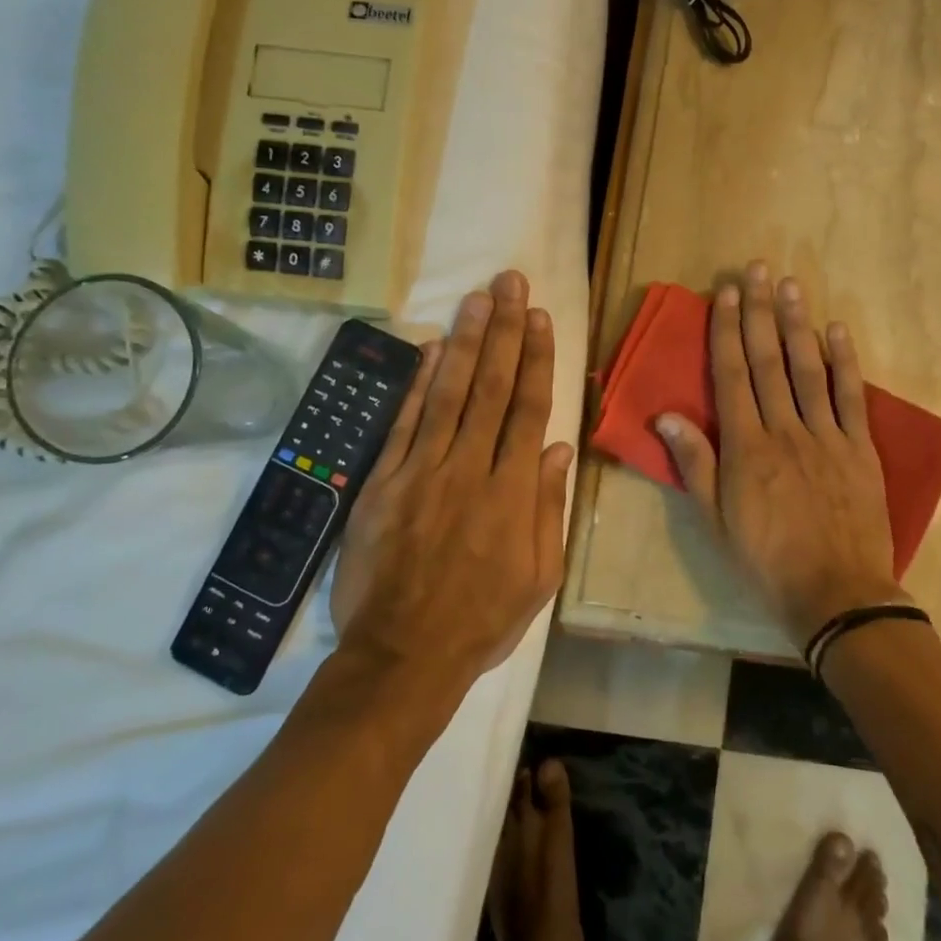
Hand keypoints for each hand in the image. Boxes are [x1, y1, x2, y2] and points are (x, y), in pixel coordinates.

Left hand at [330, 270, 574, 690]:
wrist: (402, 658)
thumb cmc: (482, 621)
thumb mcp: (540, 577)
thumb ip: (547, 508)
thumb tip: (557, 447)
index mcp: (513, 493)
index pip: (528, 409)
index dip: (535, 359)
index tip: (541, 317)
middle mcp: (469, 470)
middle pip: (490, 388)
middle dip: (504, 331)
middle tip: (510, 283)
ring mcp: (421, 472)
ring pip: (448, 394)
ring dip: (464, 342)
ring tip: (478, 299)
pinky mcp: (383, 483)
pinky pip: (403, 424)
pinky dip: (416, 384)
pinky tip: (428, 349)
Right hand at [656, 261, 905, 647]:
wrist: (836, 594)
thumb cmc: (766, 560)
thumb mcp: (716, 520)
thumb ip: (694, 464)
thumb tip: (665, 416)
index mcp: (746, 447)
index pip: (732, 376)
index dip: (726, 331)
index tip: (725, 293)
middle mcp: (785, 430)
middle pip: (769, 361)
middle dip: (760, 312)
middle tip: (757, 269)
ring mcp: (826, 436)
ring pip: (809, 369)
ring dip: (798, 324)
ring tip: (791, 285)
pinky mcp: (860, 449)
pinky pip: (851, 397)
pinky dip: (845, 362)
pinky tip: (838, 330)